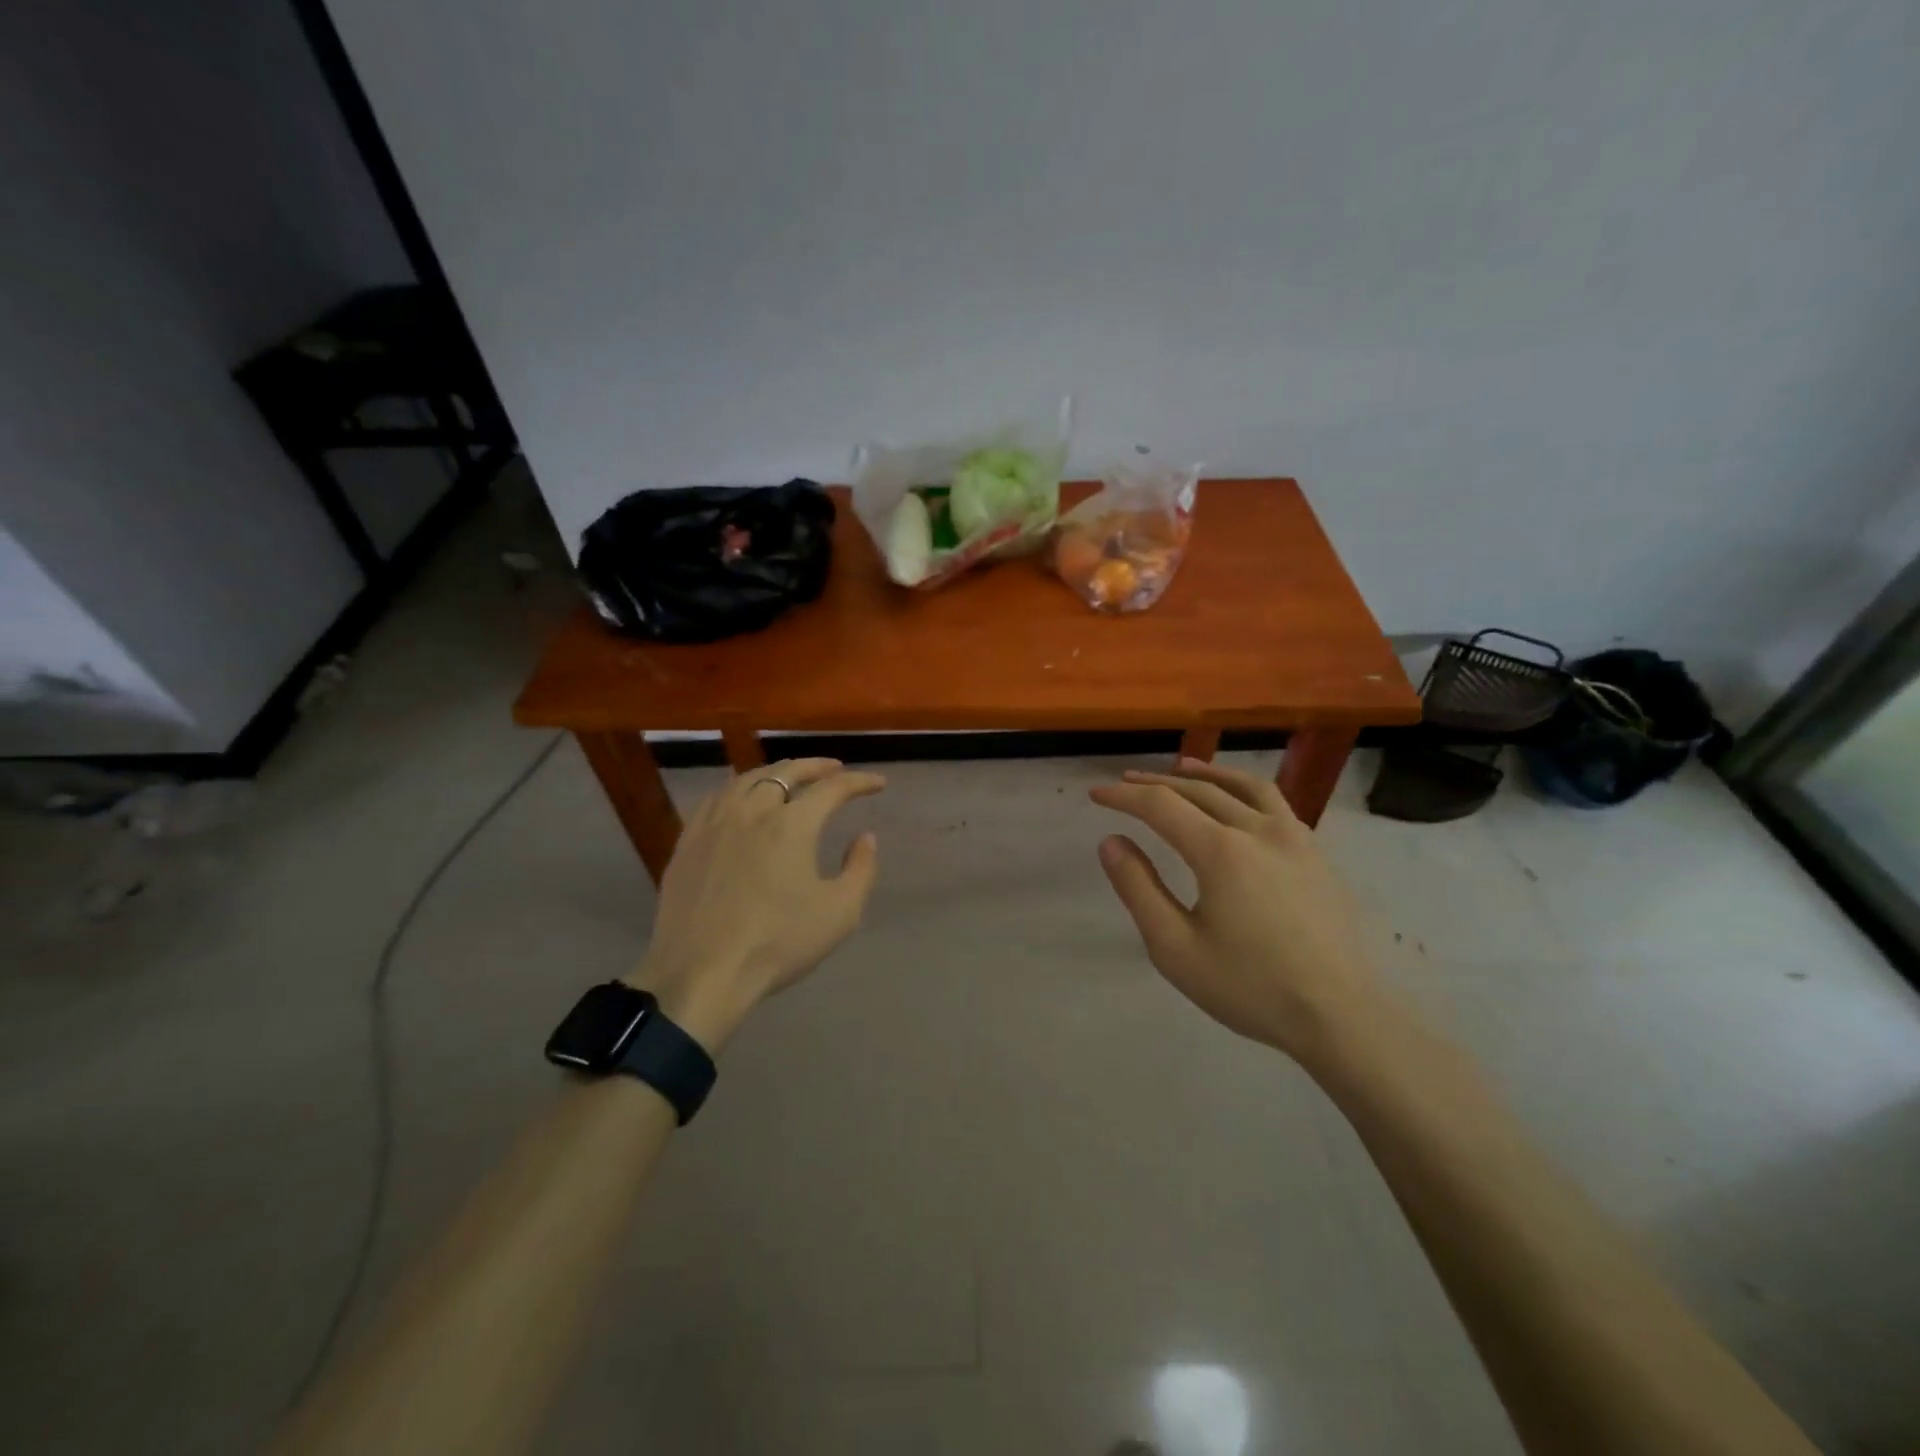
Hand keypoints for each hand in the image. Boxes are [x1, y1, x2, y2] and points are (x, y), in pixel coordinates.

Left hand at [630, 759, 883, 1052]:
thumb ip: (860, 869)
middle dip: (816, 767)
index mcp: (791, 824)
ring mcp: (714, 823)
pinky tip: (741, 799)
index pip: (832, 788)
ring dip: (776, 772)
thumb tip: (865, 838)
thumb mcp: (839, 913)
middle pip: (787, 772)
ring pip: (747, 779)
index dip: (859, 782)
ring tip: (790, 777)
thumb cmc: (778, 944)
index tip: (877, 784)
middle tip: (835, 769)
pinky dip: (739, 788)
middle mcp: (752, 810)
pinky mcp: (688, 841)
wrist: (701, 973)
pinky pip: (717, 798)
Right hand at [1090, 757, 1379, 1058]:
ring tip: (1182, 768)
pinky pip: (1275, 803)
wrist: (1341, 1016)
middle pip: (1199, 791)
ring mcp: (1295, 838)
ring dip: (1206, 775)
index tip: (1096, 795)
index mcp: (1221, 851)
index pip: (1162, 806)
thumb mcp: (1175, 947)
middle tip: (1125, 782)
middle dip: (1157, 783)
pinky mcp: (1316, 854)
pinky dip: (1244, 790)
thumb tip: (1112, 841)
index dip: (1124, 797)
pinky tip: (1238, 802)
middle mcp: (1258, 830)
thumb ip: (1139, 888)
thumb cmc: (1250, 987)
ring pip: (1244, 787)